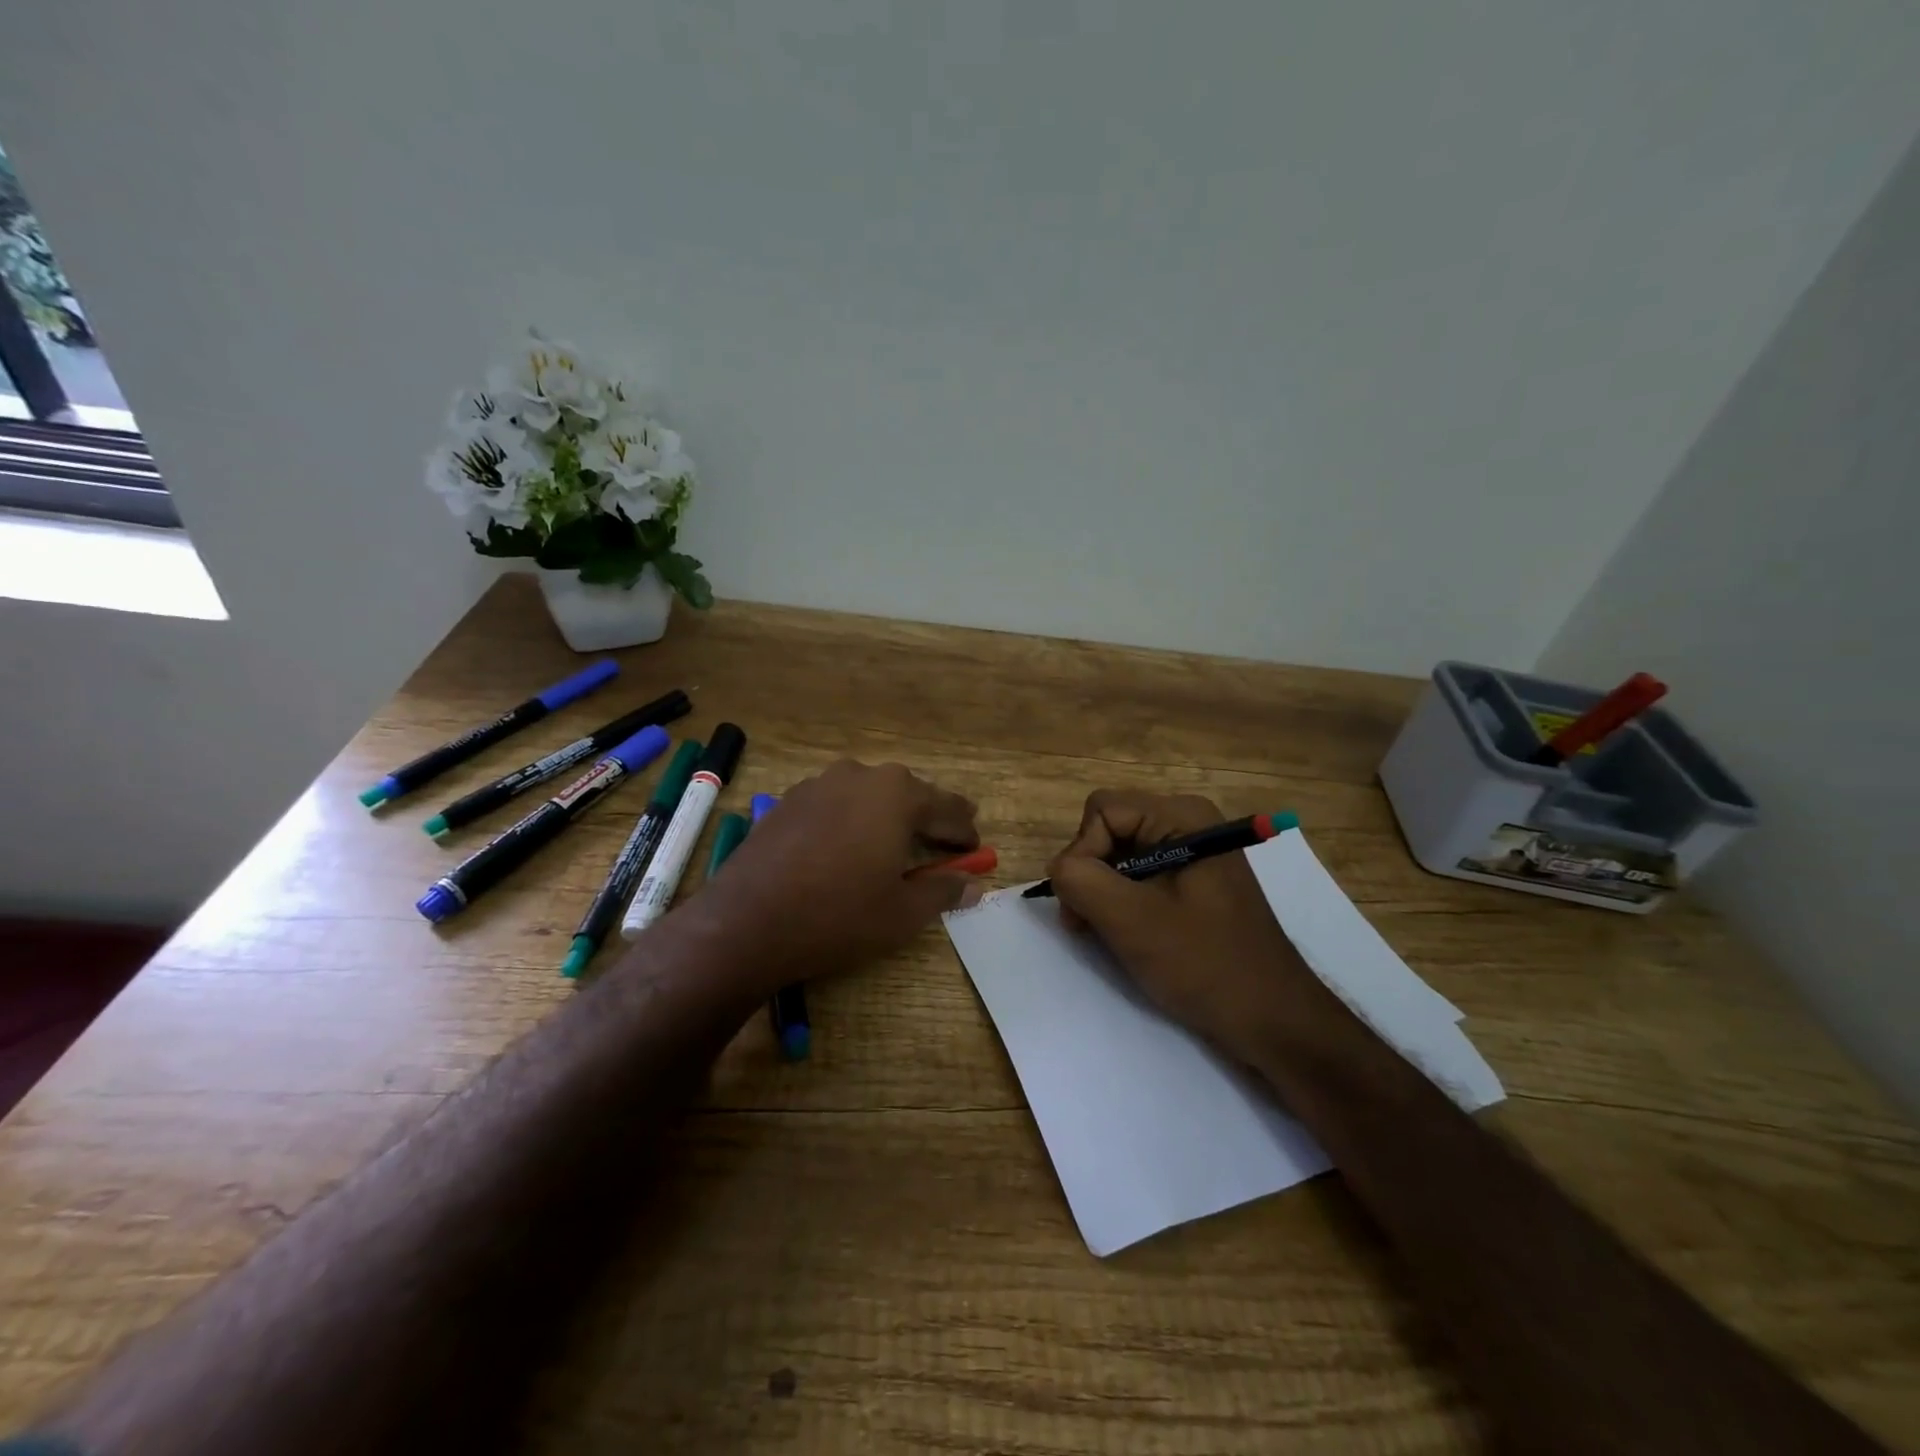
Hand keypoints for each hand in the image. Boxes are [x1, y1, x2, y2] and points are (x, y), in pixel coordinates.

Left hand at [701, 761, 981, 992]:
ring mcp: (819, 784)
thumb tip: (974, 885)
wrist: (746, 922)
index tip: (978, 849)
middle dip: (931, 817)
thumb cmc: (838, 915)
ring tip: (900, 840)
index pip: (947, 809)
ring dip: (890, 815)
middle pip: (908, 794)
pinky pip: (837, 804)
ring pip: (870, 795)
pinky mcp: (789, 801)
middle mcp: (860, 775)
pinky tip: (850, 845)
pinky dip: (854, 819)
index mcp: (897, 794)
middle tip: (949, 836)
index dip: (965, 831)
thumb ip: (943, 891)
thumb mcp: (903, 912)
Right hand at [1046, 789, 1334, 1066]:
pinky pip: (1140, 875)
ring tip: (1105, 934)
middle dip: (1090, 873)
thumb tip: (1058, 868)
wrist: (1272, 1019)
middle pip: (1110, 828)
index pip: (1102, 810)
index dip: (1081, 852)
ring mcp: (1193, 853)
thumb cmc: (1205, 964)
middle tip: (1085, 924)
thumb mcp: (1131, 920)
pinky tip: (1127, 934)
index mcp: (1183, 817)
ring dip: (1102, 892)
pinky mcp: (1194, 882)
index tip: (1082, 905)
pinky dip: (1122, 901)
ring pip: (1120, 854)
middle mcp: (1189, 823)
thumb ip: (1080, 880)